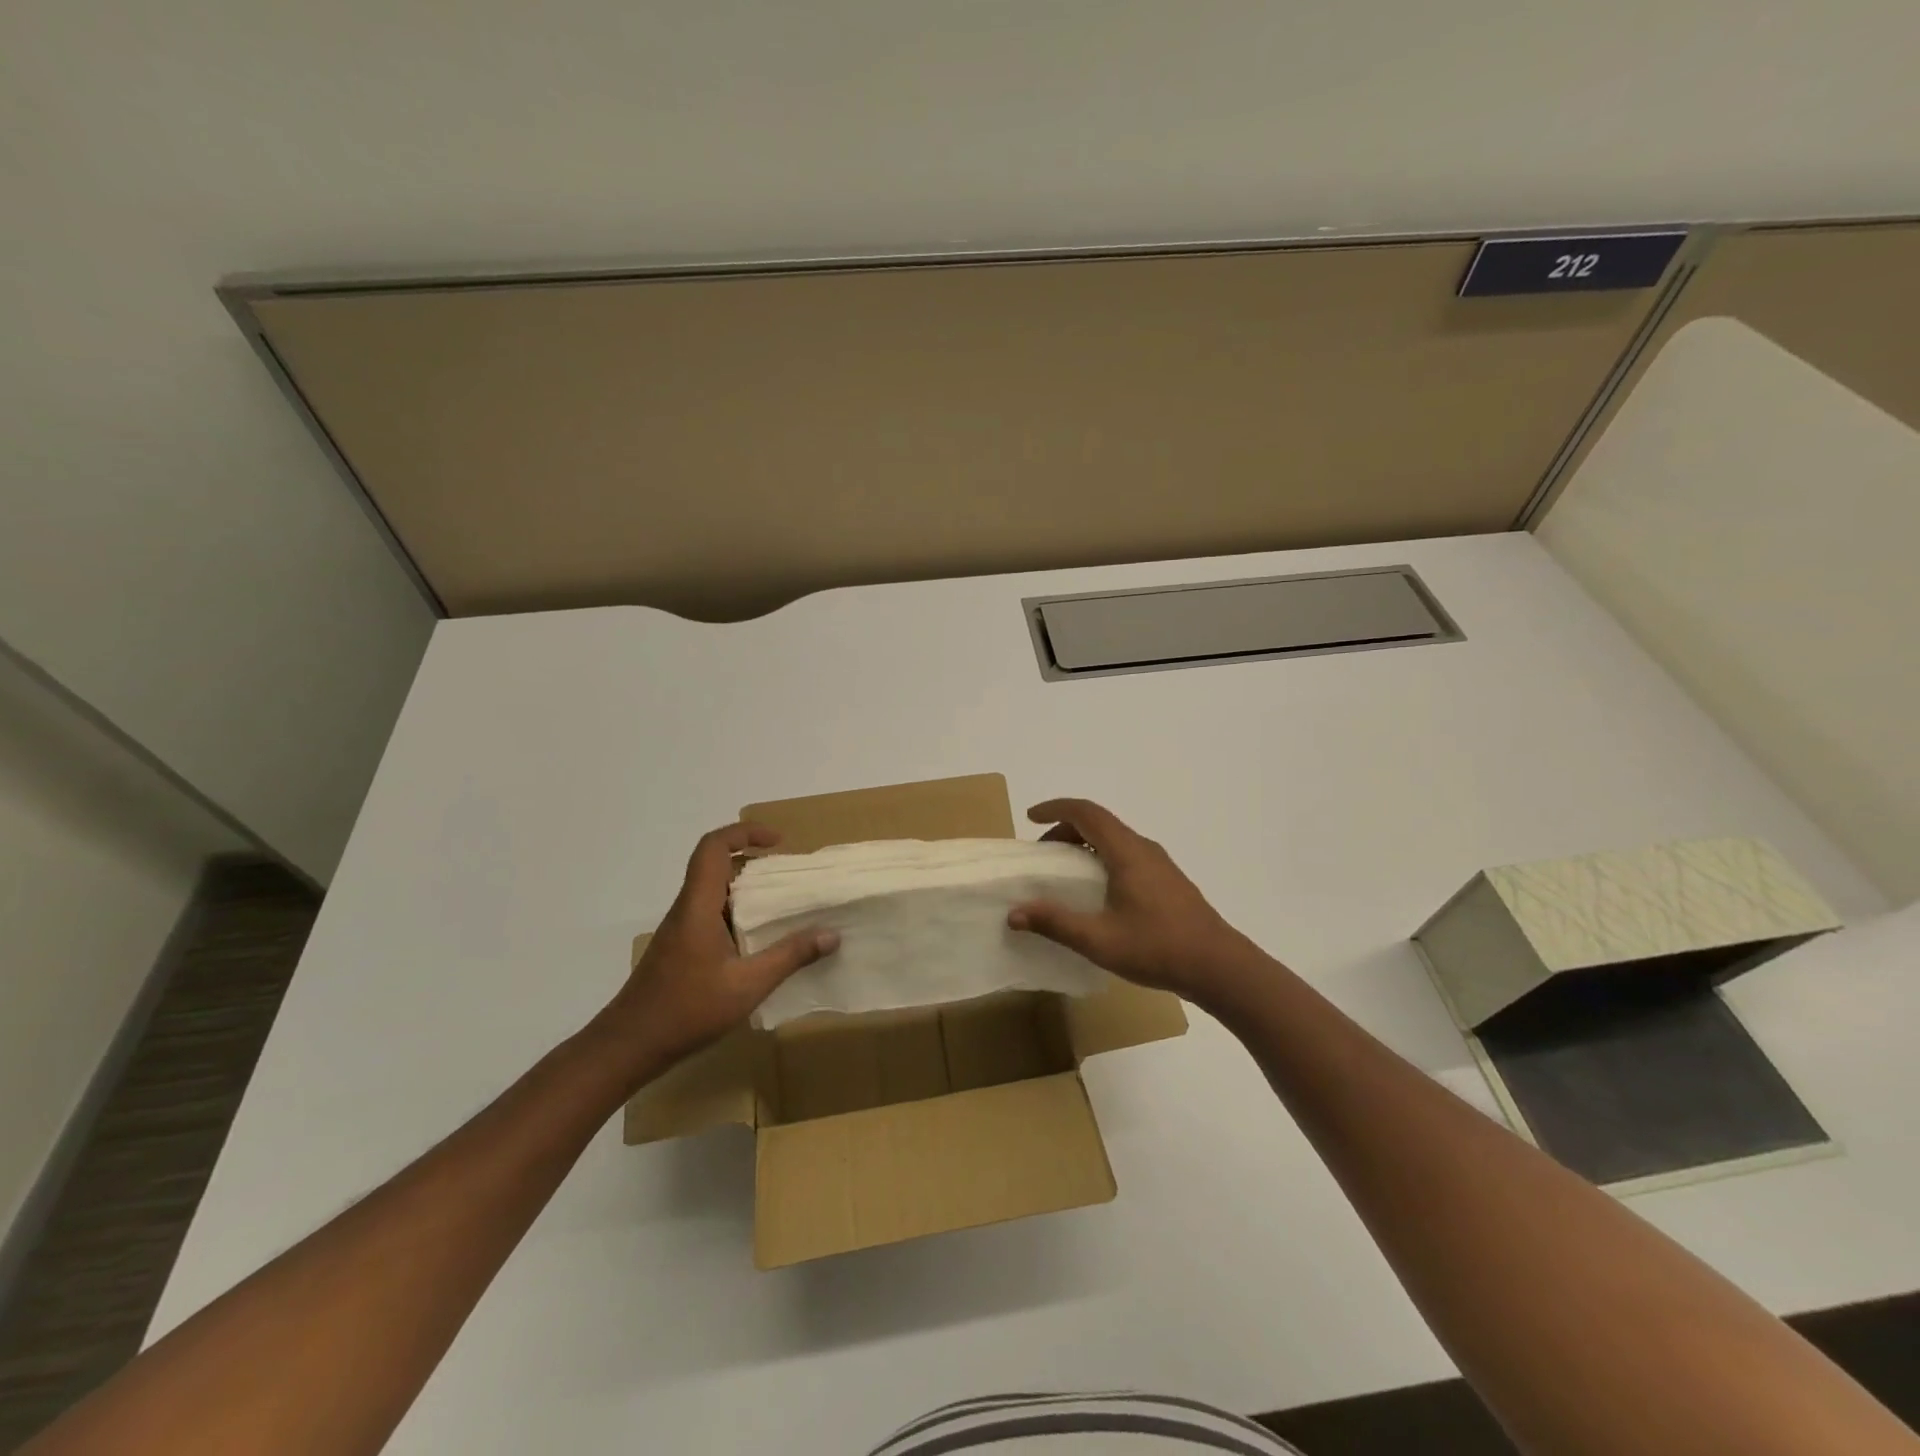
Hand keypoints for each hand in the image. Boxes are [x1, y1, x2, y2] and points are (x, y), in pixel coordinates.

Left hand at [597, 822, 837, 1071]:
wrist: (629, 1045)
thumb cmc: (686, 1010)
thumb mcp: (748, 985)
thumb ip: (790, 957)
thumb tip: (832, 935)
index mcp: (698, 906)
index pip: (714, 847)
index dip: (744, 833)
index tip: (778, 842)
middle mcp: (687, 909)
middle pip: (715, 864)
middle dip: (753, 859)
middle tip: (788, 874)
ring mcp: (681, 929)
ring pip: (714, 890)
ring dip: (746, 888)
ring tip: (782, 904)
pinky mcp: (680, 948)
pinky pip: (711, 913)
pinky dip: (737, 912)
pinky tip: (759, 940)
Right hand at [1007, 798, 1256, 1002]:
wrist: (1219, 967)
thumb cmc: (1158, 948)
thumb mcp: (1099, 940)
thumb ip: (1055, 923)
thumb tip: (1014, 913)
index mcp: (1126, 852)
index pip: (1086, 813)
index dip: (1056, 808)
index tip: (1030, 817)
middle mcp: (1143, 849)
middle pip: (1099, 823)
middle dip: (1065, 829)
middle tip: (1042, 853)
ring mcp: (1159, 864)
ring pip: (1115, 839)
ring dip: (1085, 845)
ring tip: (1064, 872)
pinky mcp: (1167, 881)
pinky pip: (1126, 855)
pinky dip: (1101, 859)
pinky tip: (1097, 892)